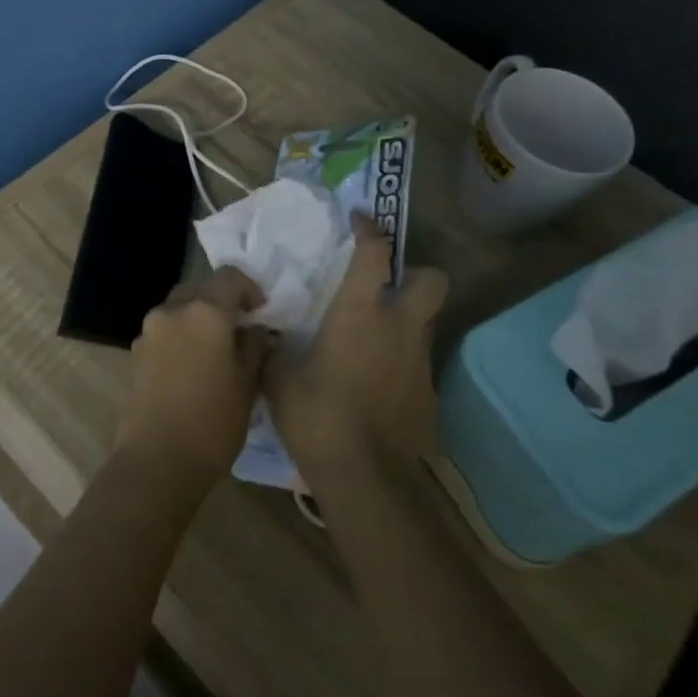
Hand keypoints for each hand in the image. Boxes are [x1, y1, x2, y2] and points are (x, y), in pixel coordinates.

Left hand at [119, 268, 270, 486]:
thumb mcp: (247, 384)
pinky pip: (164, 331)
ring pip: (178, 309)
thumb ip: (254, 347)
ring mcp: (148, 331)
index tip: (261, 311)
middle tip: (240, 328)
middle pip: (200, 289)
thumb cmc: (212, 422)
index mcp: (203, 311)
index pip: (229, 277)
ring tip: (216, 349)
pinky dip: (180, 336)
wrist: (156, 461)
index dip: (250, 288)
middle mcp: (171, 311)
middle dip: (221, 301)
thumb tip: (255, 331)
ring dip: (198, 318)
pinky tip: (192, 366)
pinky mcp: (135, 353)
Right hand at [266, 213, 449, 474]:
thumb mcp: (278, 375)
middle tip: (387, 286)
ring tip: (370, 341)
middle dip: (416, 274)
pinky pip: (417, 364)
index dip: (369, 229)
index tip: (360, 219)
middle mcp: (400, 328)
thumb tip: (266, 330)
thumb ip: (274, 346)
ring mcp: (420, 362)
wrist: (365, 477)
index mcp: (361, 313)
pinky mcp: (428, 396)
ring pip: (425, 324)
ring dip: (405, 321)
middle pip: (432, 280)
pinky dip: (400, 363)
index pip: (375, 254)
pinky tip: (375, 385)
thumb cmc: (317, 415)